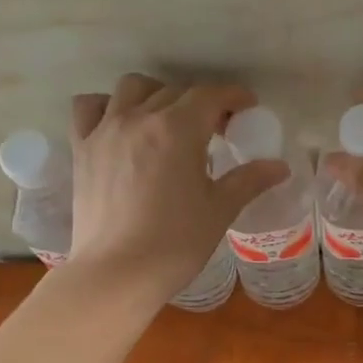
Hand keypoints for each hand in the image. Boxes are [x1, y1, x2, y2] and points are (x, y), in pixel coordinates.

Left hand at [67, 74, 287, 298]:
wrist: (117, 274)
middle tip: (214, 129)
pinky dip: (106, 106)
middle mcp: (139, 118)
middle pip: (175, 92)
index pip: (210, 95)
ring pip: (132, 88)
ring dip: (156, 95)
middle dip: (200, 103)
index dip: (232, 97)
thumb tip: (280, 167)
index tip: (246, 107)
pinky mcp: (81, 149)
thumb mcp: (219, 210)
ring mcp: (105, 130)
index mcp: (178, 130)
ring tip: (166, 120)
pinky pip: (89, 107)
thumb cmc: (175, 243)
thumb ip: (249, 181)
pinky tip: (118, 124)